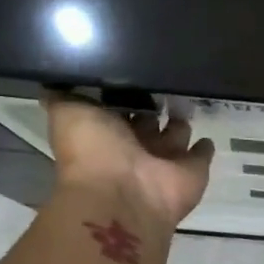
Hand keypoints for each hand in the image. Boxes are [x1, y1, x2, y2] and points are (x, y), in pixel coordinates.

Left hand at [44, 92, 214, 228]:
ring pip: (175, 135)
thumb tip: (56, 79)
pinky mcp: (191, 172)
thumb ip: (65, 94)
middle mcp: (134, 147)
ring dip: (179, 121)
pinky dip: (204, 147)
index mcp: (105, 133)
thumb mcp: (68, 112)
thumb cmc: (94, 151)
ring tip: (187, 97)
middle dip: (154, 104)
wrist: (123, 195)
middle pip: (147, 120)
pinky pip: (200, 155)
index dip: (124, 90)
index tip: (134, 68)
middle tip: (168, 77)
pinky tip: (206, 132)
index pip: (117, 106)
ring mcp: (164, 161)